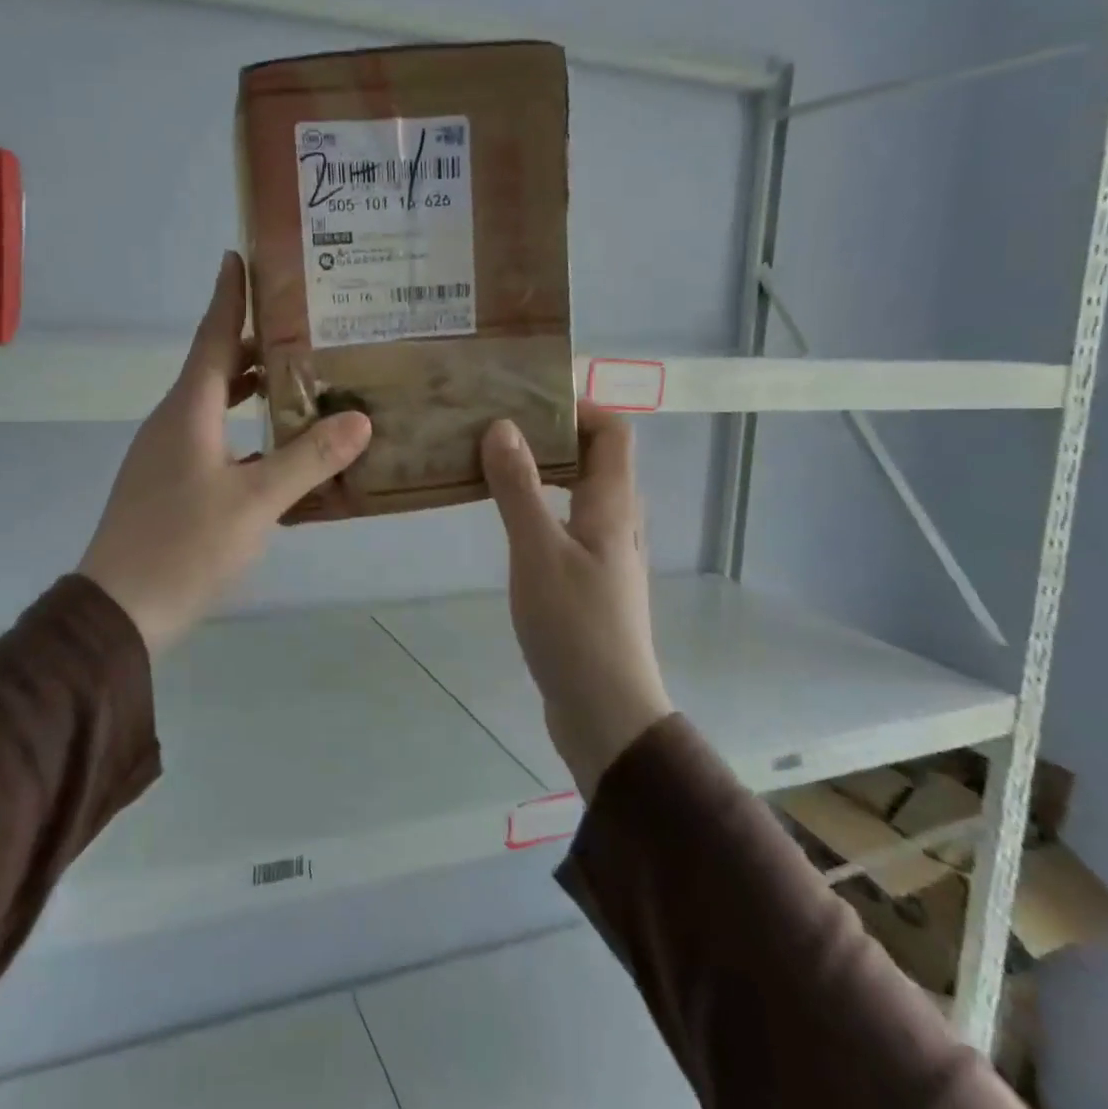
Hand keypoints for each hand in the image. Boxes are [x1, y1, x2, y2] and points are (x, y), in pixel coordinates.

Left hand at [77, 251, 372, 653]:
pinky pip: (210, 438)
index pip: (212, 335)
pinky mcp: (167, 485)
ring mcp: (165, 455)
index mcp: (188, 410)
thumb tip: (359, 418)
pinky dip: (242, 429)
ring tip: (298, 380)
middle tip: (305, 327)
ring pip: (213, 405)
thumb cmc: (185, 546)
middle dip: (255, 343)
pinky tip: (274, 449)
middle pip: (216, 367)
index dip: (229, 295)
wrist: (120, 611)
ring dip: (250, 389)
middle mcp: (173, 421)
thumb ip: (308, 459)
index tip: (239, 254)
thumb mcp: (256, 502)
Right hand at [482, 402, 673, 797]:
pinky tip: (503, 517)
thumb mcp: (538, 552)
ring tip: (491, 460)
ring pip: (579, 491)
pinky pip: (566, 523)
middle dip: (551, 432)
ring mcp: (605, 553)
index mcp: (613, 506)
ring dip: (543, 469)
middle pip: (596, 457)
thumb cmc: (575, 627)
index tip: (527, 396)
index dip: (579, 405)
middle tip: (497, 423)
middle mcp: (616, 522)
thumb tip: (503, 427)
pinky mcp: (588, 581)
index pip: (613, 431)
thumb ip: (520, 489)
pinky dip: (539, 505)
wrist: (605, 712)